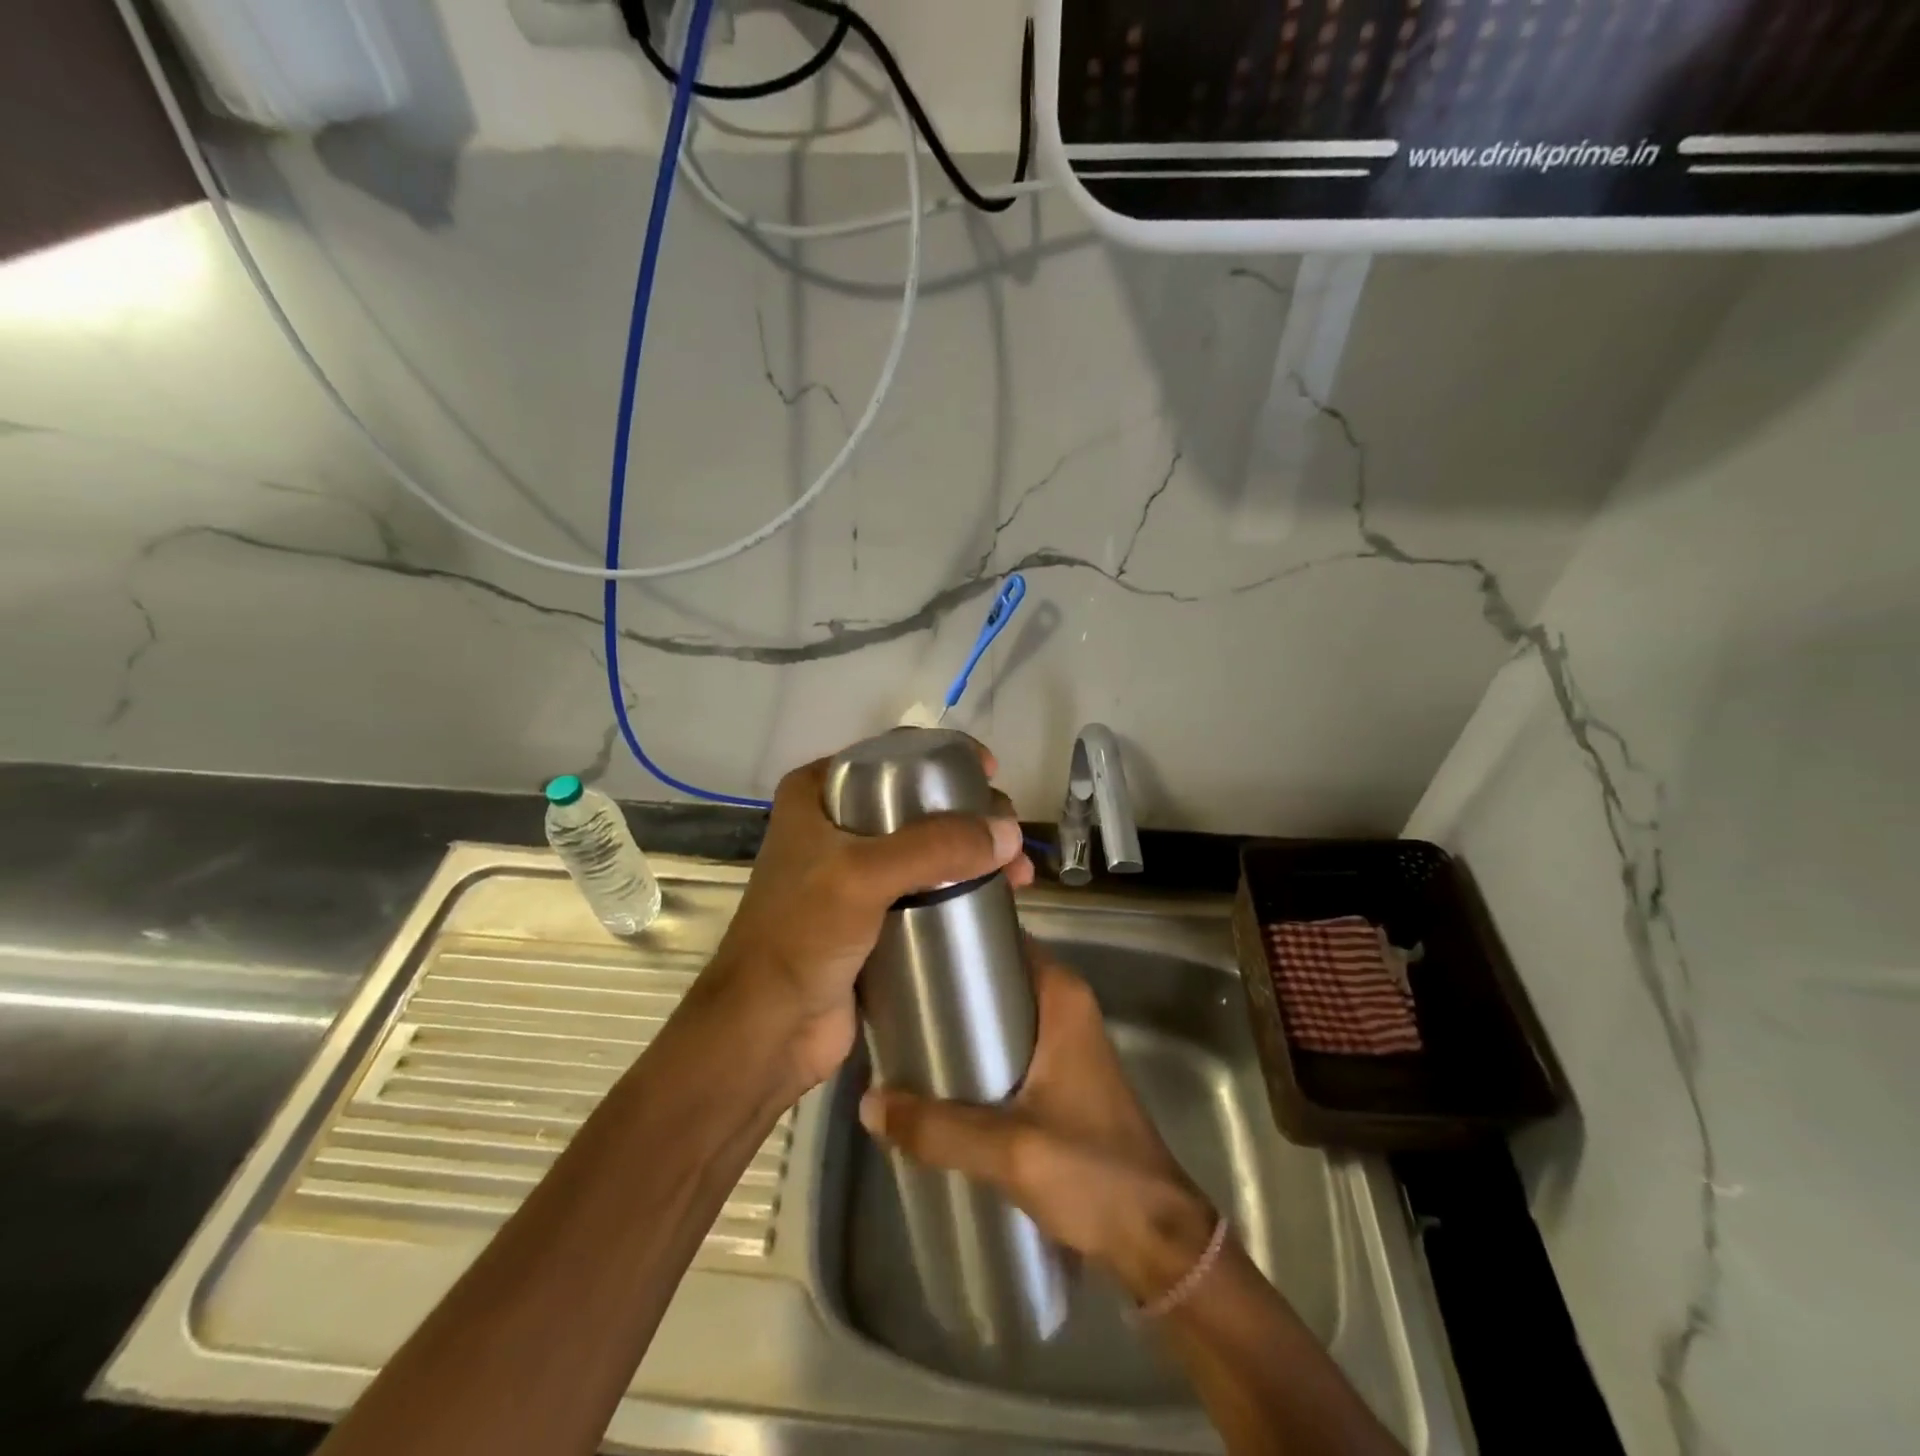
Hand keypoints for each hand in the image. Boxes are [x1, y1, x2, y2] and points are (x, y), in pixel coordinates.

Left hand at [702, 742, 1031, 1097]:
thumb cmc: (802, 936)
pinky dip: (962, 888)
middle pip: (918, 801)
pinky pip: (927, 888)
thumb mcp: (864, 875)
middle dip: (971, 814)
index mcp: (817, 794)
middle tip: (1010, 836)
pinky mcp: (874, 915)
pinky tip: (998, 899)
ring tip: (1018, 876)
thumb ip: (936, 846)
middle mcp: (836, 824)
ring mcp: (854, 872)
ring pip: (928, 846)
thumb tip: (1010, 833)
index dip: (944, 756)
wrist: (769, 1029)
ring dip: (974, 854)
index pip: (891, 755)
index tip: (989, 773)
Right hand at [859, 947, 1218, 1303]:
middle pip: (997, 975)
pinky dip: (976, 1050)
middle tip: (893, 993)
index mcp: (1062, 997)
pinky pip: (1008, 1045)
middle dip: (948, 983)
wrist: (1155, 1236)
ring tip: (903, 1029)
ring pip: (1001, 1013)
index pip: (1005, 939)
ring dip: (960, 1021)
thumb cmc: (1091, 1172)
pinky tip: (937, 1075)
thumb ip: (937, 1127)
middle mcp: (1065, 1007)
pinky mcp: (1060, 1077)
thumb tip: (867, 1103)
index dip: (958, 936)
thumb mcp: (1009, 1149)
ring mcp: (1064, 1042)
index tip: (908, 943)